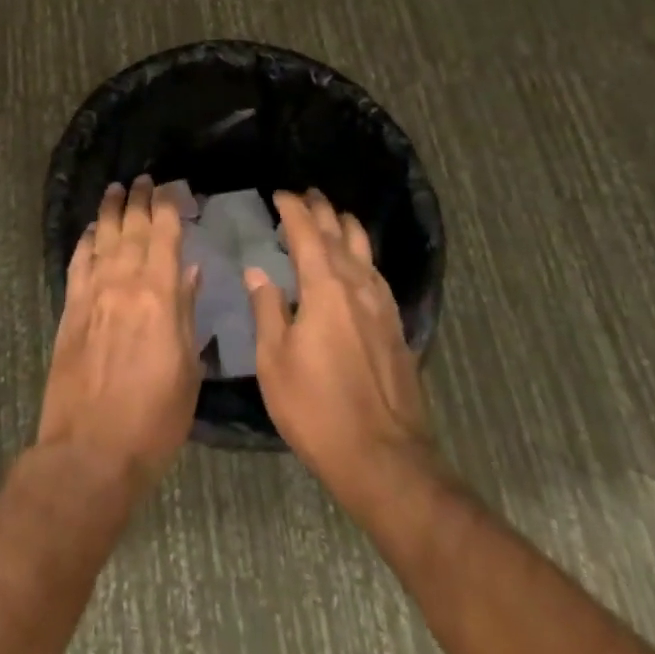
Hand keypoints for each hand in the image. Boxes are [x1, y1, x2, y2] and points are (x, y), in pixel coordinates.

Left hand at [37, 176, 202, 498]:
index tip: (171, 189)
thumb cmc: (154, 417)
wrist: (91, 450)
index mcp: (159, 294)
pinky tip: (90, 231)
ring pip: (102, 238)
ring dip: (110, 211)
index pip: (164, 234)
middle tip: (143, 180)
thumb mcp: (188, 368)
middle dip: (139, 200)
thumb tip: (190, 271)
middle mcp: (124, 282)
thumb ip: (187, 312)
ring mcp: (92, 294)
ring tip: (116, 189)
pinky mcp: (69, 310)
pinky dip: (85, 241)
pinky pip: (77, 263)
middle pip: (132, 228)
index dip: (167, 206)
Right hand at [246, 190, 439, 513]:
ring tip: (334, 218)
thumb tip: (258, 272)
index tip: (279, 194)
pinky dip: (363, 257)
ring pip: (365, 252)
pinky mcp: (396, 328)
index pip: (307, 233)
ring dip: (346, 229)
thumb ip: (267, 310)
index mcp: (325, 289)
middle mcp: (357, 287)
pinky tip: (359, 266)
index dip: (292, 210)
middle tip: (307, 195)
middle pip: (340, 235)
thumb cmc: (317, 409)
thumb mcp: (274, 362)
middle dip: (322, 211)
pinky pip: (377, 275)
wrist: (384, 458)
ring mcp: (382, 307)